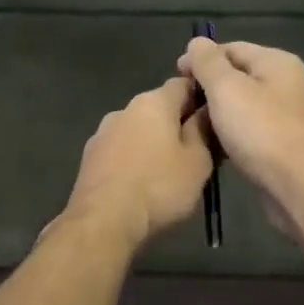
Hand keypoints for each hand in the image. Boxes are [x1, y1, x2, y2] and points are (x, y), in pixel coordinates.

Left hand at [59, 77, 213, 250]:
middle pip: (158, 107)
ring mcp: (102, 132)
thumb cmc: (159, 187)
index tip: (214, 117)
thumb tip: (206, 111)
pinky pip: (120, 150)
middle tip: (196, 151)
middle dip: (176, 124)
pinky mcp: (89, 157)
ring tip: (167, 172)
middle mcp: (124, 109)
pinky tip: (140, 183)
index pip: (182, 84)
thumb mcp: (197, 162)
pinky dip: (133, 159)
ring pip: (137, 130)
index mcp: (153, 102)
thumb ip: (203, 131)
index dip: (201, 96)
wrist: (103, 221)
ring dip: (152, 143)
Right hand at [178, 38, 303, 237]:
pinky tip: (215, 146)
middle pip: (239, 76)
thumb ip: (208, 62)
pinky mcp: (286, 145)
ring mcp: (289, 116)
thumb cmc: (260, 130)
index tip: (176, 76)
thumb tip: (197, 42)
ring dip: (219, 112)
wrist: (299, 185)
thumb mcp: (226, 88)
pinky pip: (252, 130)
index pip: (231, 48)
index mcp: (277, 62)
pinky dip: (232, 133)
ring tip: (193, 126)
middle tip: (183, 104)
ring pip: (244, 105)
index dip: (200, 59)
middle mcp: (288, 83)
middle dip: (209, 87)